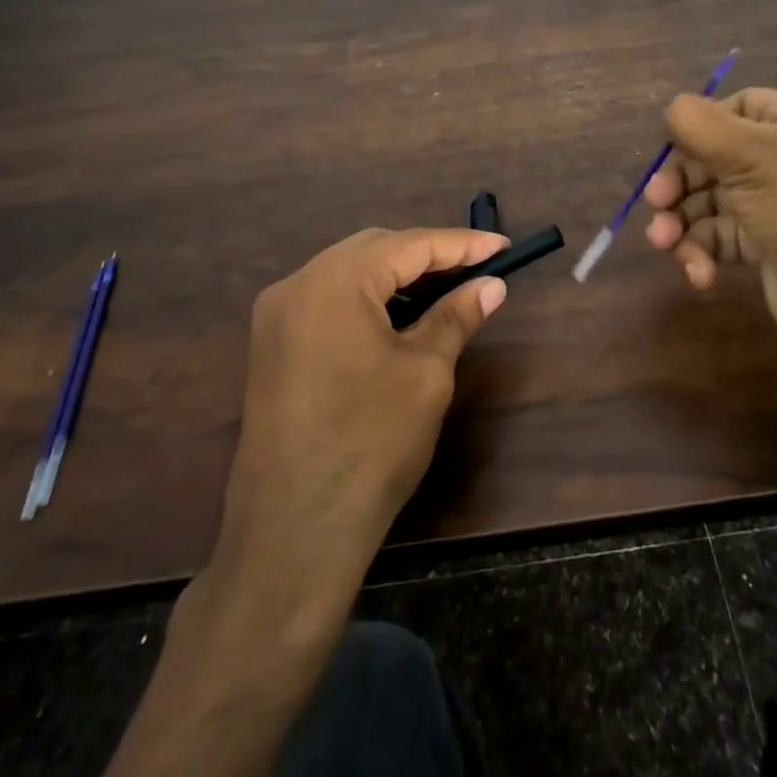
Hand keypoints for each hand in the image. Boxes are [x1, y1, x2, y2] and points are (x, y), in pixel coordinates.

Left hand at [221, 228, 507, 574]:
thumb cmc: (371, 444)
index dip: (461, 244)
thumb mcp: (426, 373)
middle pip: (374, 249)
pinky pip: (329, 299)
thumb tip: (491, 285)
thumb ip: (456, 316)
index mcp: (333, 281)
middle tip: (477, 268)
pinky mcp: (273, 345)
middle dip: (428, 254)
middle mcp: (296, 284)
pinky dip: (369, 298)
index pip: (408, 245)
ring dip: (398, 275)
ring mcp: (277, 315)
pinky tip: (401, 315)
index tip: (503, 246)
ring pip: (349, 272)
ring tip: (447, 289)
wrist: (294, 533)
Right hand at [642, 87, 776, 359]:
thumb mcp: (748, 156)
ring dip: (683, 222)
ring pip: (714, 199)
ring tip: (663, 244)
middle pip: (718, 156)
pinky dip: (704, 251)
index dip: (697, 130)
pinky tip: (698, 273)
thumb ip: (698, 123)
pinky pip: (725, 235)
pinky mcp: (773, 243)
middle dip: (680, 184)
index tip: (667, 154)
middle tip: (655, 204)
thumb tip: (673, 109)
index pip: (736, 107)